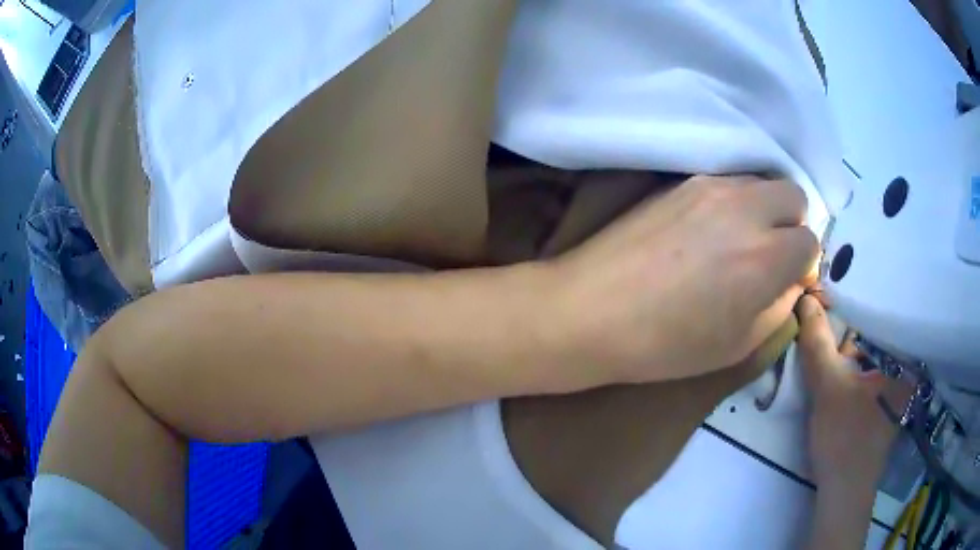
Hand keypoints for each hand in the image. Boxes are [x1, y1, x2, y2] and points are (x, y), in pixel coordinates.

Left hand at [550, 175, 819, 383]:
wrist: (591, 310)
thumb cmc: (666, 344)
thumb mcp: (737, 345)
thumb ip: (779, 307)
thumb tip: (794, 280)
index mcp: (765, 257)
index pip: (810, 241)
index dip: (803, 264)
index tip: (786, 279)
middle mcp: (745, 210)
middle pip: (793, 196)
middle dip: (791, 224)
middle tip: (769, 254)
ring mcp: (710, 187)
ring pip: (760, 182)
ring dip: (763, 208)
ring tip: (737, 241)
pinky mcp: (680, 181)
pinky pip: (726, 181)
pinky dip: (733, 201)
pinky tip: (707, 229)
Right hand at [795, 295, 905, 491]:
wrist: (844, 492)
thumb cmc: (845, 437)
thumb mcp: (827, 387)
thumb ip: (817, 343)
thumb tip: (805, 298)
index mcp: (903, 358)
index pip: (882, 314)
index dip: (857, 302)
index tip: (833, 293)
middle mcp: (906, 369)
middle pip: (877, 335)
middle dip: (854, 328)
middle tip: (829, 318)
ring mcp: (897, 389)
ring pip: (874, 356)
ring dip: (853, 350)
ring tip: (833, 342)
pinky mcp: (886, 405)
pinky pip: (872, 373)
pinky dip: (857, 369)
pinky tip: (842, 372)